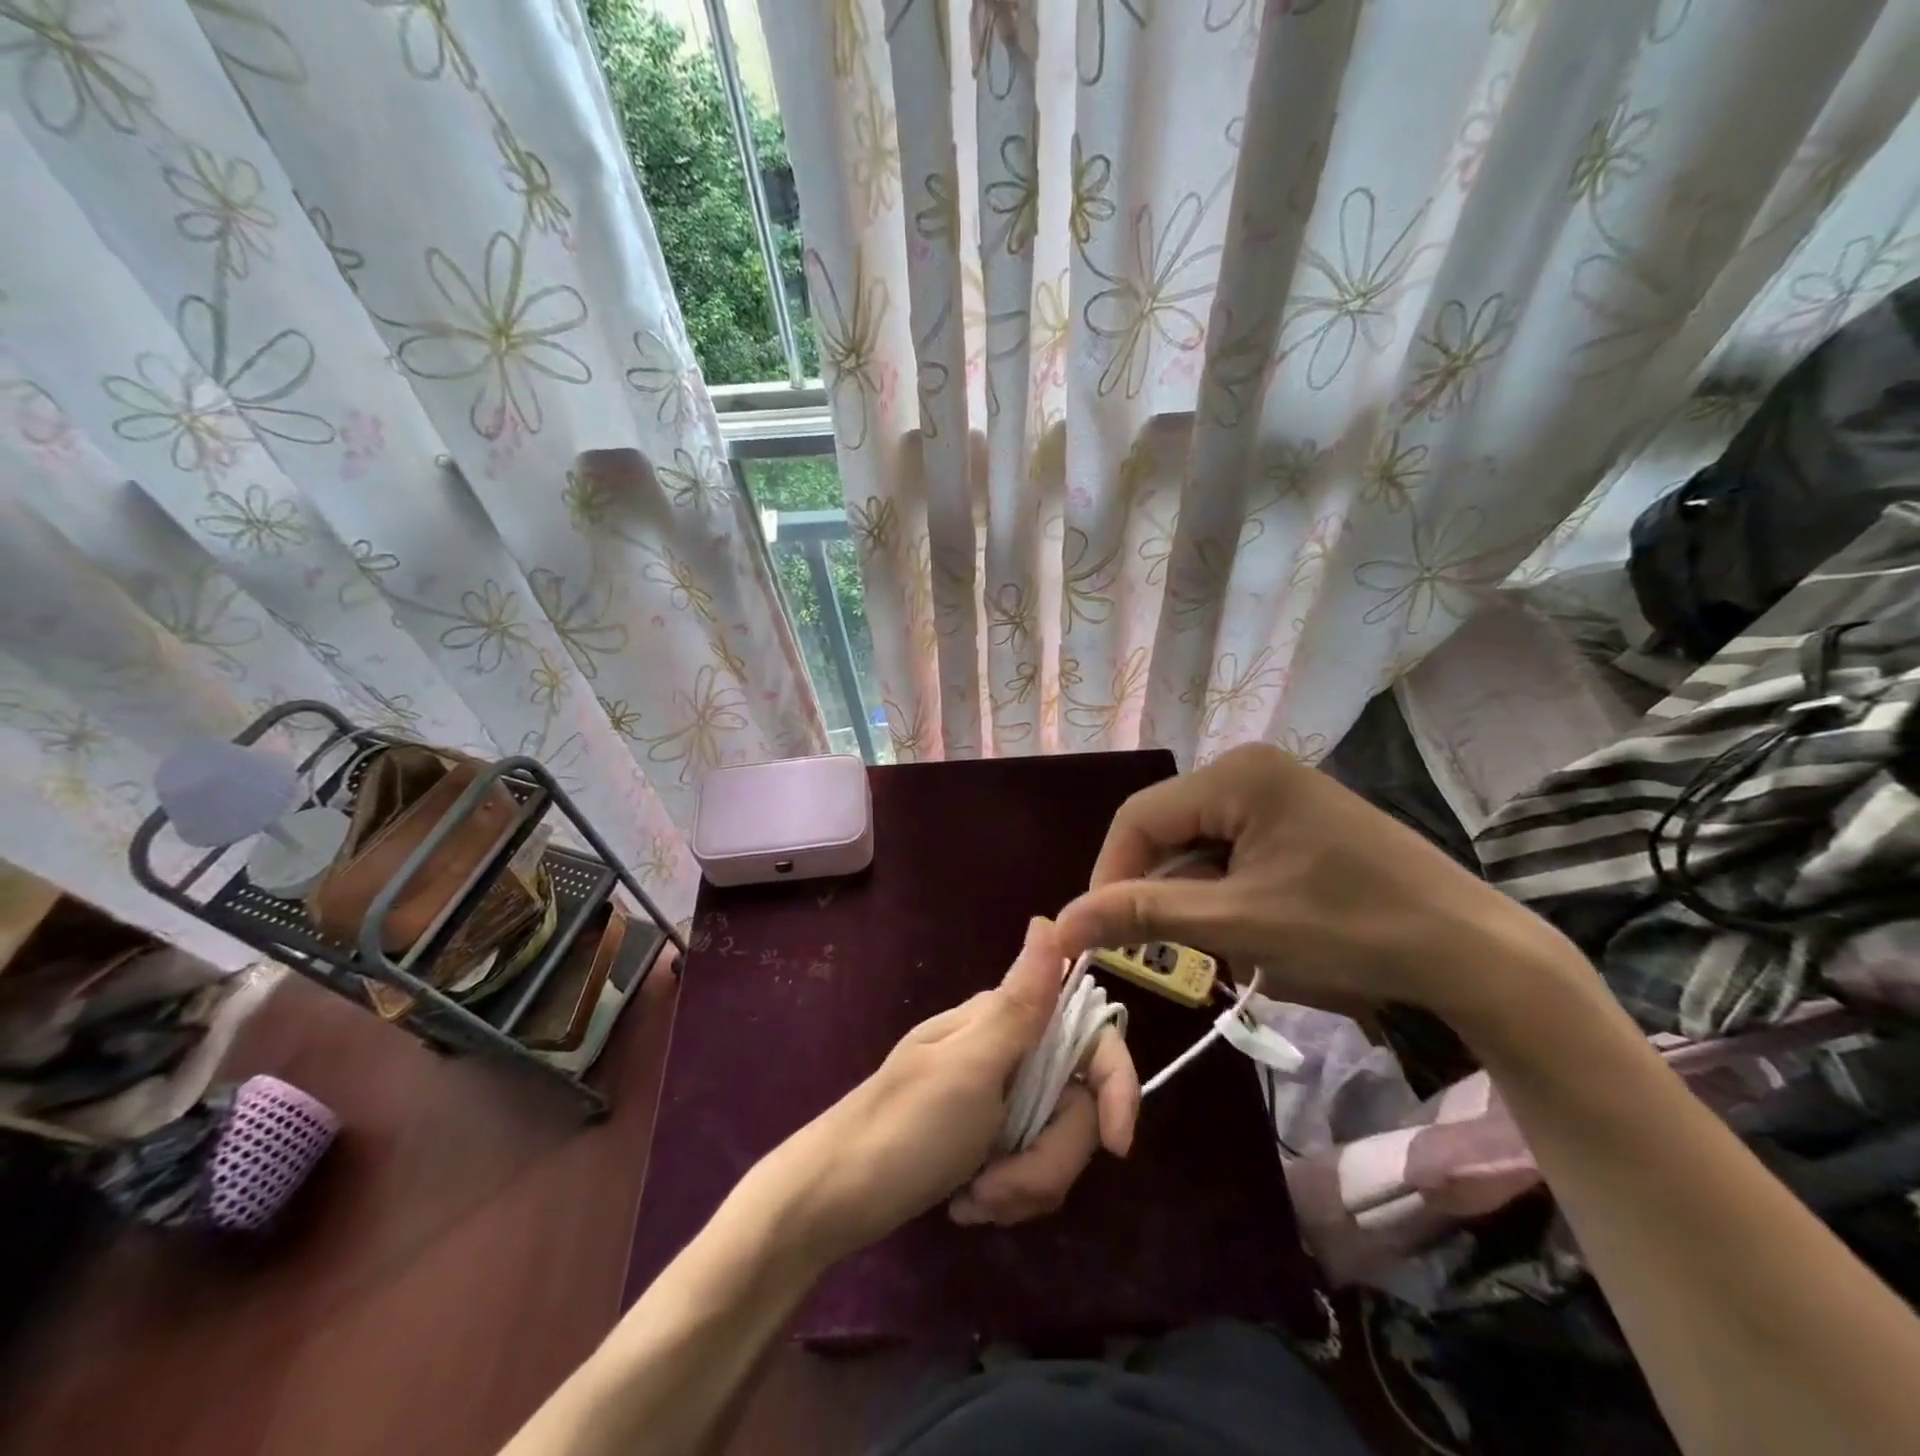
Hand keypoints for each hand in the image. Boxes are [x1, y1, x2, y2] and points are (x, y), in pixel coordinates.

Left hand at [772, 918, 1138, 1260]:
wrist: (829, 1203)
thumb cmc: (902, 1131)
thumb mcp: (969, 1070)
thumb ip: (1021, 1004)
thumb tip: (1050, 921)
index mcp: (1003, 1023)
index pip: (1089, 1039)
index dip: (1116, 1087)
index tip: (1118, 1147)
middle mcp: (1006, 1052)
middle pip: (1075, 1105)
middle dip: (1047, 1159)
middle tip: (1000, 1187)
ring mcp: (995, 1098)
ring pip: (1053, 1143)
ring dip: (1023, 1184)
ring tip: (974, 1202)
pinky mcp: (983, 1139)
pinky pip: (1026, 1167)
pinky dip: (1005, 1192)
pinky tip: (968, 1203)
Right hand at [1052, 743, 1576, 1019]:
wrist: (1474, 954)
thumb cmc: (1349, 929)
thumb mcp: (1237, 924)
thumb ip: (1143, 916)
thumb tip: (1062, 924)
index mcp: (1236, 774)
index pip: (1139, 819)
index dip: (1111, 876)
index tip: (1103, 936)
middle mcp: (1252, 768)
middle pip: (1168, 828)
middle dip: (1158, 889)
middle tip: (1162, 949)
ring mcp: (1280, 791)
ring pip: (1199, 843)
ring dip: (1193, 895)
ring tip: (1219, 943)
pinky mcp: (1299, 818)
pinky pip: (1233, 849)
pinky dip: (1225, 891)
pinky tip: (1250, 928)